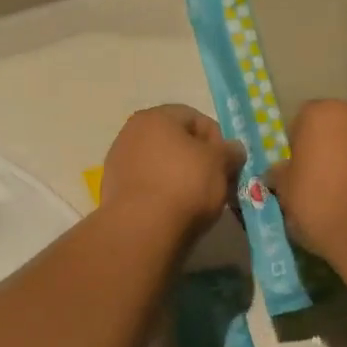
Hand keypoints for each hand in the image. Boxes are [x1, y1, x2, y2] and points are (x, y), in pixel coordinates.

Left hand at [102, 106, 246, 239]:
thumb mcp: (220, 164)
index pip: (195, 118)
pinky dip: (163, 193)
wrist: (141, 229)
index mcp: (155, 117)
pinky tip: (175, 211)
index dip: (217, 139)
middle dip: (199, 159)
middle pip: (176, 142)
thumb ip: (230, 151)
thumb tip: (233, 150)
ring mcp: (118, 162)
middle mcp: (131, 133)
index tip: (227, 164)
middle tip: (216, 182)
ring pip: (161, 164)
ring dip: (181, 177)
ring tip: (197, 200)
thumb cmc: (185, 185)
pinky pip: (148, 185)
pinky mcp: (113, 191)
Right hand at [267, 101, 346, 261]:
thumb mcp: (286, 192)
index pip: (302, 121)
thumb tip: (279, 172)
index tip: (296, 172)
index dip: (297, 146)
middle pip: (337, 128)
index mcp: (322, 114)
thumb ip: (281, 174)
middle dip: (329, 149)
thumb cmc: (320, 204)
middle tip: (320, 183)